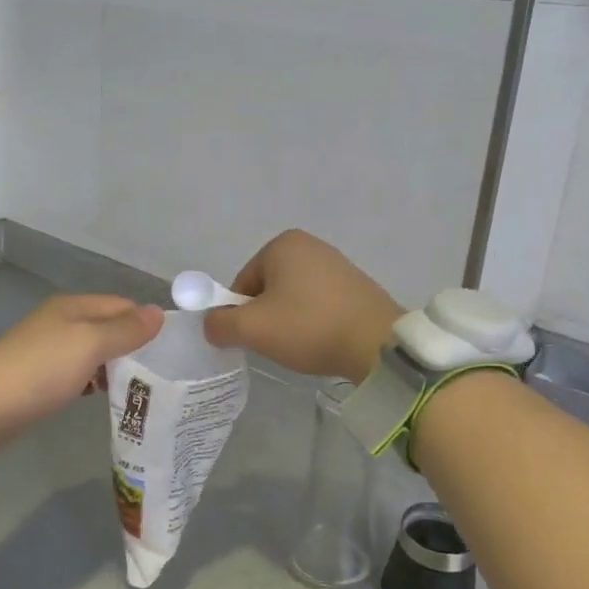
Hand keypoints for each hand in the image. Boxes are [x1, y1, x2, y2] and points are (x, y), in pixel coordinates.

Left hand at [0, 295, 163, 450]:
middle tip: (158, 373)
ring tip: (137, 387)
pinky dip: (93, 380)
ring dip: (114, 366)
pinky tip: (101, 395)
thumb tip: (159, 312)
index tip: (169, 350)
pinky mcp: (39, 377)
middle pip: (108, 327)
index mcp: (73, 306)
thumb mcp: (90, 344)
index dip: (145, 323)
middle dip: (132, 346)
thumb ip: (126, 329)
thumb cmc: (42, 369)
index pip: (122, 305)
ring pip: (94, 352)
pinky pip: (78, 372)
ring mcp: (48, 349)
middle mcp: (61, 321)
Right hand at [202, 230, 401, 382]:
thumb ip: (219, 324)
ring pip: (294, 297)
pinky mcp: (356, 285)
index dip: (241, 314)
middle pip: (268, 288)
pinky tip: (322, 340)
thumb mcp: (252, 329)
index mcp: (282, 244)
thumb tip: (212, 325)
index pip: (242, 283)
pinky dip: (314, 321)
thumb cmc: (309, 327)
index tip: (256, 337)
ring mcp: (337, 263)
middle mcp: (310, 245)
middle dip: (267, 316)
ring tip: (302, 344)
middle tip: (278, 343)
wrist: (377, 344)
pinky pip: (319, 303)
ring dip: (291, 320)